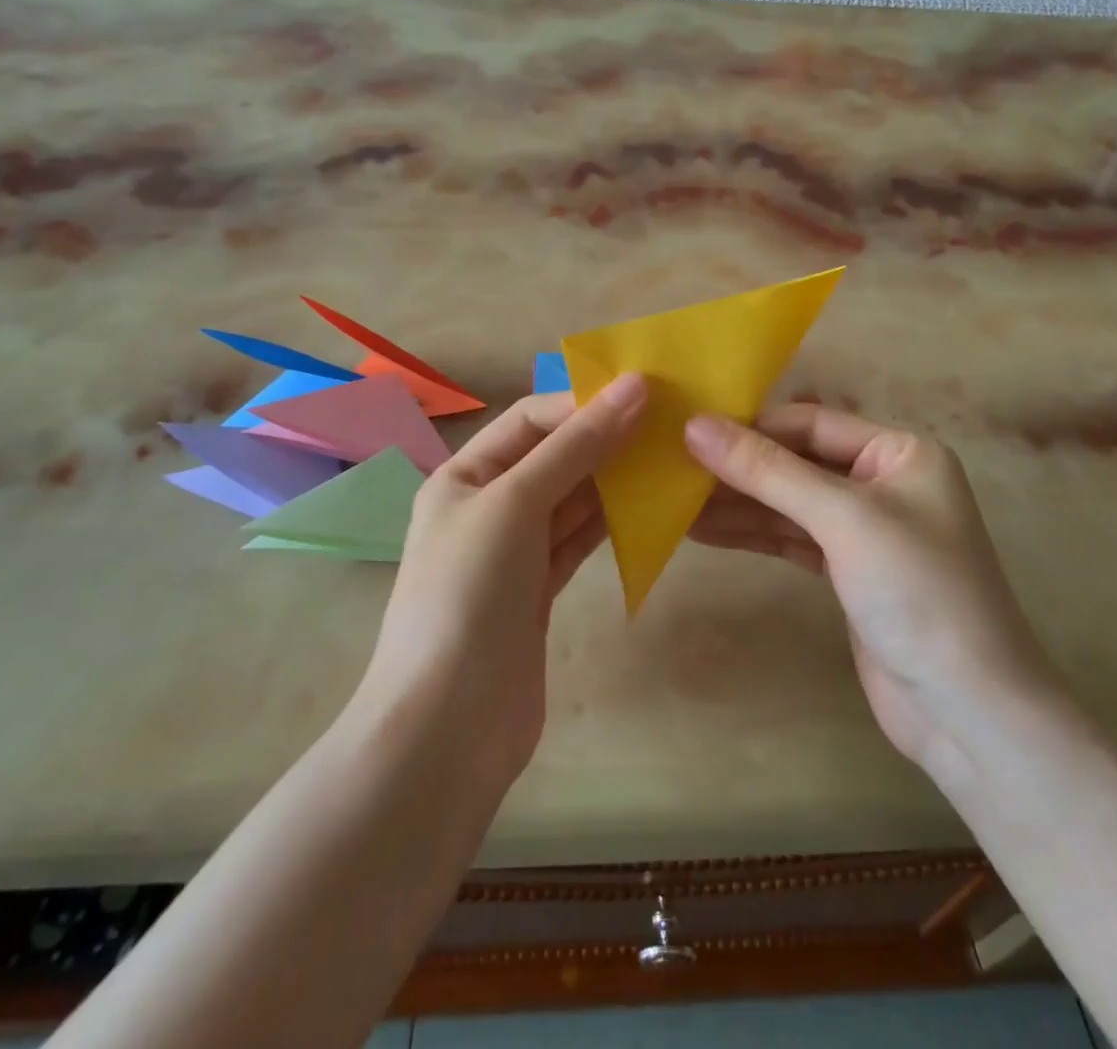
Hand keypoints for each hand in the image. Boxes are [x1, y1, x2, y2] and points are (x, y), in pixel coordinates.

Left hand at [361, 374, 646, 801]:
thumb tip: (633, 387)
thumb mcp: (516, 503)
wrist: (447, 729)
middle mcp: (486, 506)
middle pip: (553, 457)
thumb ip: (576, 446)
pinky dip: (610, 523)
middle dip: (604, 439)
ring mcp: (512, 552)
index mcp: (464, 475)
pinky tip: (648, 509)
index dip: (583, 403)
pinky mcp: (537, 592)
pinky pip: (578, 541)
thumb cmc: (469, 595)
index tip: (646, 395)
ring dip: (614, 481)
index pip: (530, 419)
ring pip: (571, 500)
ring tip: (668, 460)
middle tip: (669, 426)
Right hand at [685, 406, 1059, 774]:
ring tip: (674, 503)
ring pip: (789, 503)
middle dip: (738, 468)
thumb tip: (695, 426)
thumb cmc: (918, 593)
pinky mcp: (848, 572)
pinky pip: (791, 539)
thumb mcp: (842, 519)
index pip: (811, 423)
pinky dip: (752, 534)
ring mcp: (866, 530)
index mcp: (900, 452)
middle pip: (796, 462)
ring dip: (736, 504)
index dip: (751, 427)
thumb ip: (768, 470)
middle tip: (671, 469)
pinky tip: (704, 531)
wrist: (969, 713)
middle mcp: (884, 483)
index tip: (687, 433)